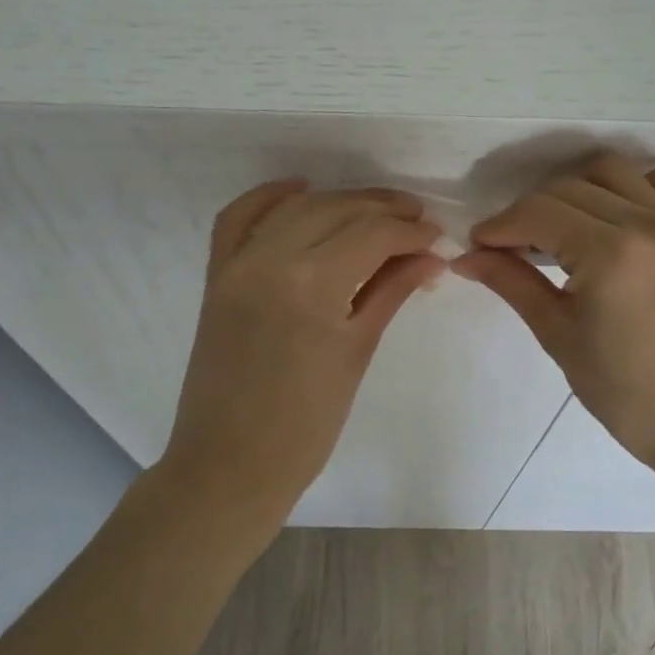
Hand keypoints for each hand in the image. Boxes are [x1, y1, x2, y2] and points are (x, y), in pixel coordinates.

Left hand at [158, 180, 443, 528]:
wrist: (230, 464)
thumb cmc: (306, 425)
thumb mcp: (356, 352)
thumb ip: (390, 292)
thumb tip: (429, 257)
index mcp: (312, 284)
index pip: (372, 235)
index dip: (410, 231)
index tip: (437, 236)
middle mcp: (270, 259)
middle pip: (336, 210)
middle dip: (382, 209)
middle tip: (417, 220)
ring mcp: (237, 264)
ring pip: (295, 207)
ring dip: (338, 200)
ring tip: (375, 211)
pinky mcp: (216, 275)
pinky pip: (238, 218)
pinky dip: (269, 197)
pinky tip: (301, 191)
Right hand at [453, 153, 654, 476]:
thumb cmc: (624, 393)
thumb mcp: (558, 336)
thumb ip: (512, 284)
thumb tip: (465, 257)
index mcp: (610, 252)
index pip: (537, 212)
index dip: (498, 226)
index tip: (475, 248)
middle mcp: (647, 224)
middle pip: (568, 188)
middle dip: (527, 213)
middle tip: (507, 251)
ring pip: (615, 173)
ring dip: (576, 190)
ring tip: (559, 230)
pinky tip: (630, 209)